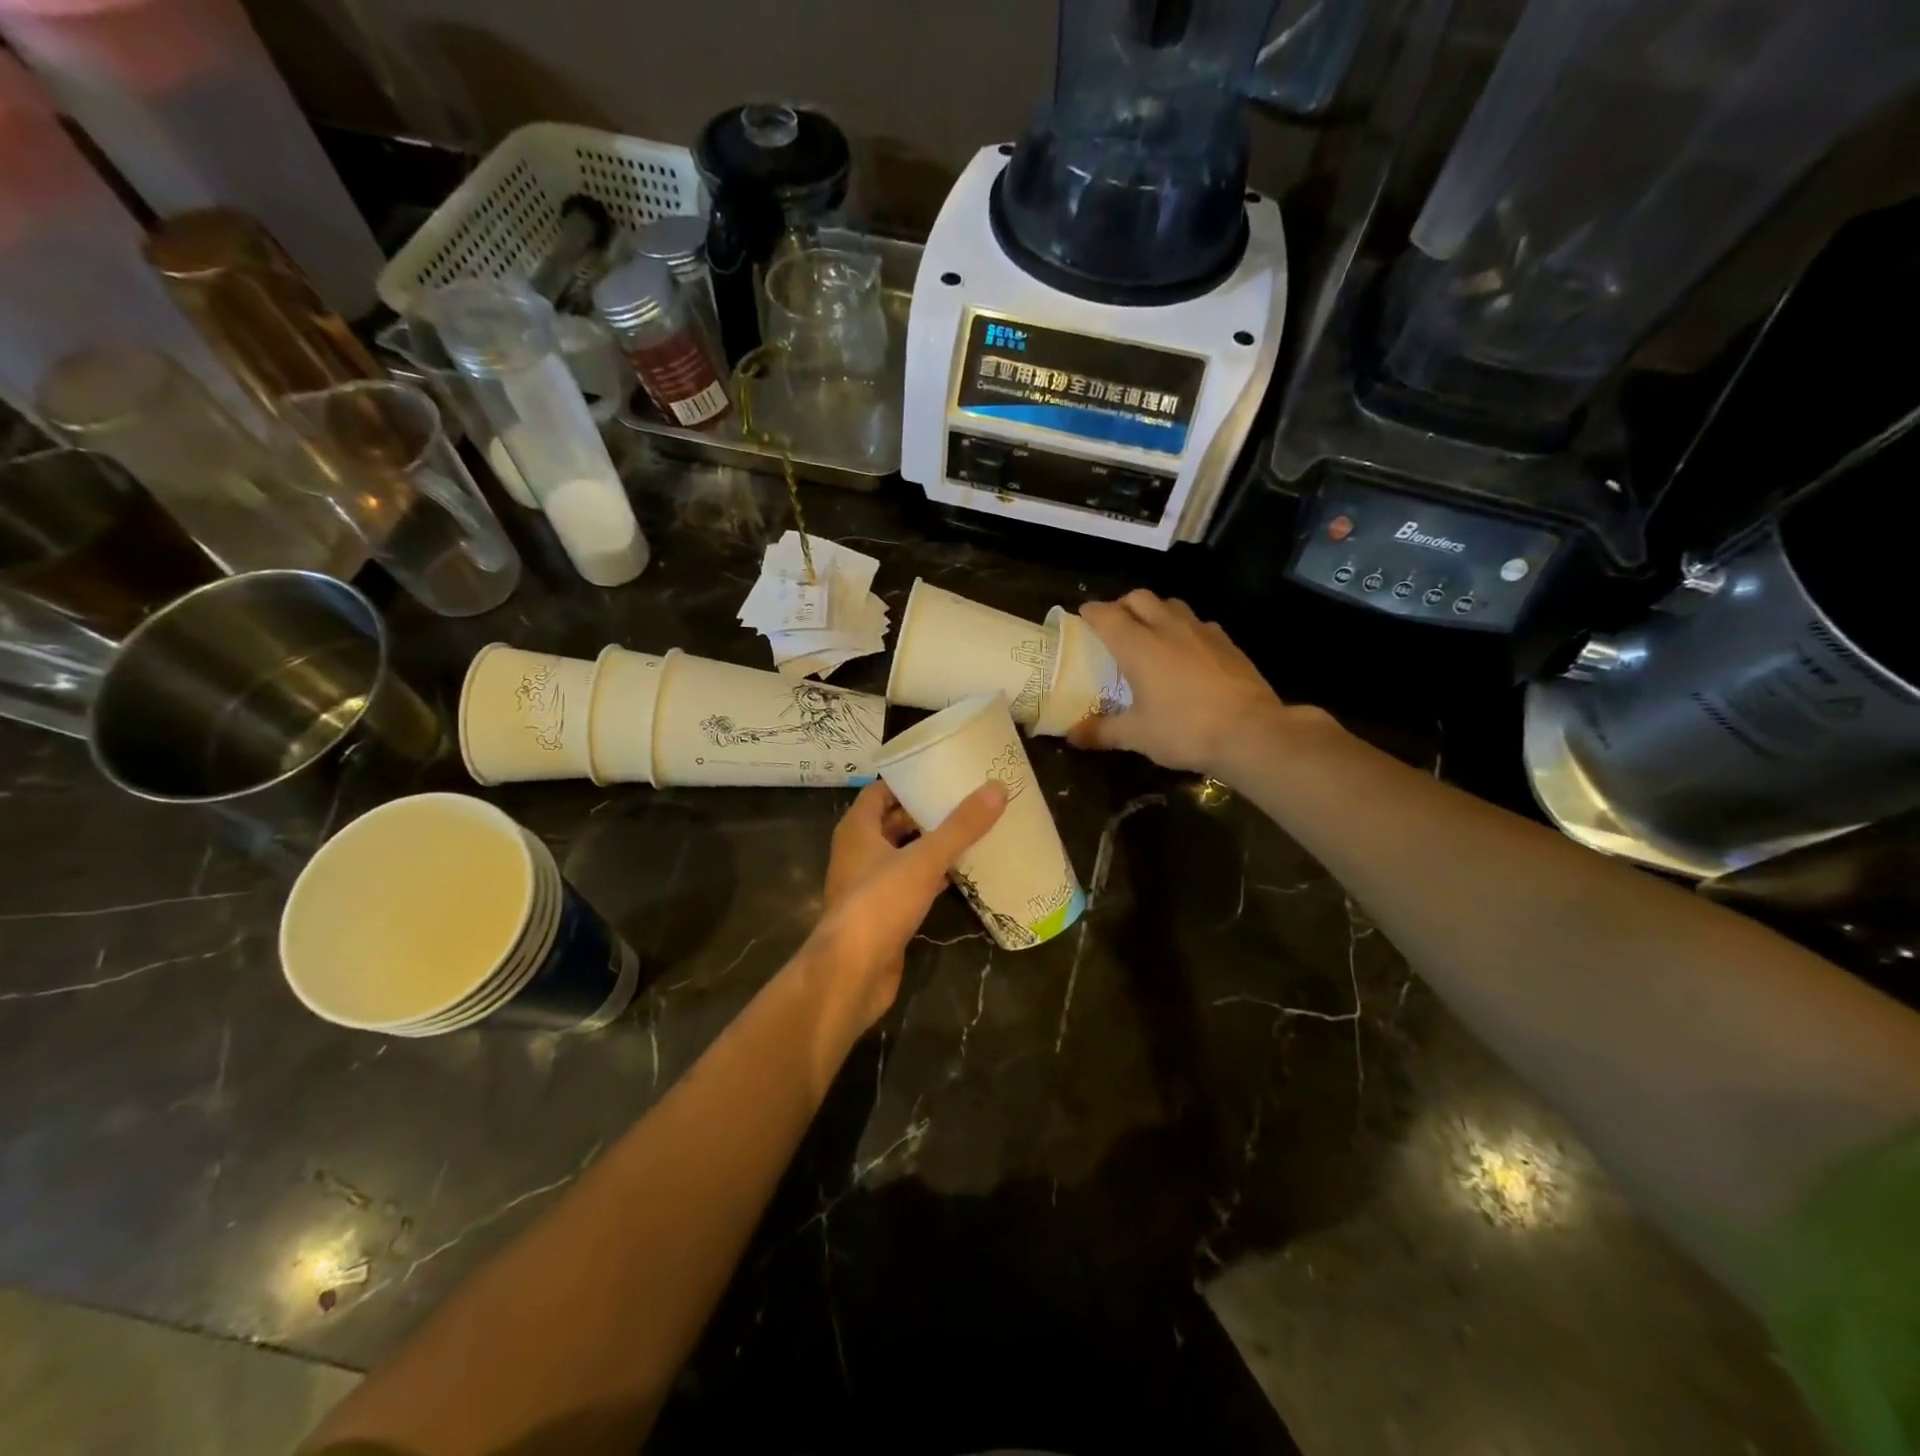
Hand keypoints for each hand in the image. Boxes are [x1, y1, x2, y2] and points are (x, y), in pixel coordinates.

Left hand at [807, 780, 1006, 1032]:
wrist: (852, 972)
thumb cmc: (879, 903)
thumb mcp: (923, 860)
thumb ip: (959, 827)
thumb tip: (996, 789)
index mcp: (857, 830)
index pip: (879, 792)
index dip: (907, 781)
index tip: (940, 773)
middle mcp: (858, 853)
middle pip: (892, 822)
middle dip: (924, 813)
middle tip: (964, 801)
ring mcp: (868, 886)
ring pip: (902, 855)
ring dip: (929, 846)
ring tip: (969, 833)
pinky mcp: (882, 914)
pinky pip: (909, 885)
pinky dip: (931, 877)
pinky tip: (961, 875)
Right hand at [1068, 590, 1294, 776]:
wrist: (1252, 732)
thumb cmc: (1184, 730)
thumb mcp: (1136, 736)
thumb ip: (1101, 731)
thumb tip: (1072, 735)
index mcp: (1138, 645)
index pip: (1107, 615)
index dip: (1091, 612)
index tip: (1082, 616)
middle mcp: (1168, 628)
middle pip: (1139, 598)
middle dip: (1122, 605)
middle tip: (1113, 624)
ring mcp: (1202, 632)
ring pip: (1171, 605)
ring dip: (1155, 611)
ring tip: (1149, 633)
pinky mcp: (1227, 643)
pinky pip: (1198, 623)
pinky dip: (1184, 629)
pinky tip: (1186, 651)